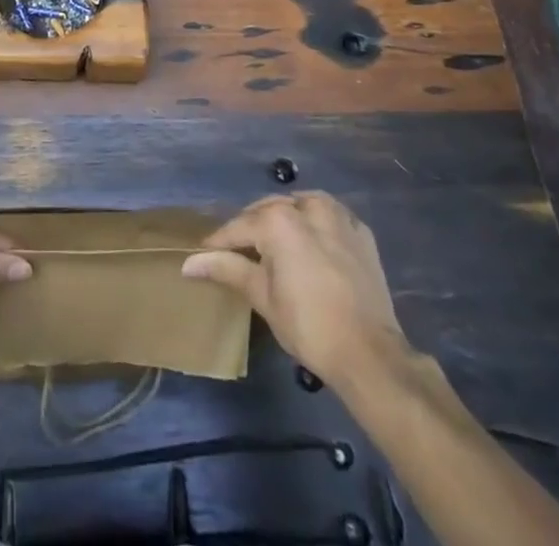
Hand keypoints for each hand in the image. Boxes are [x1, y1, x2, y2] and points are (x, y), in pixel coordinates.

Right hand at [182, 192, 407, 385]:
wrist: (370, 354)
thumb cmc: (308, 326)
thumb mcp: (262, 297)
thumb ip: (227, 269)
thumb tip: (188, 263)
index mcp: (278, 220)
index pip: (239, 227)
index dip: (219, 242)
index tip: (205, 253)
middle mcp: (306, 207)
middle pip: (268, 210)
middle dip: (252, 227)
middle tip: (240, 252)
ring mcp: (338, 217)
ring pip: (300, 205)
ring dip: (285, 218)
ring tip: (276, 243)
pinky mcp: (360, 232)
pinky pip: (330, 217)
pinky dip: (316, 224)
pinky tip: (312, 244)